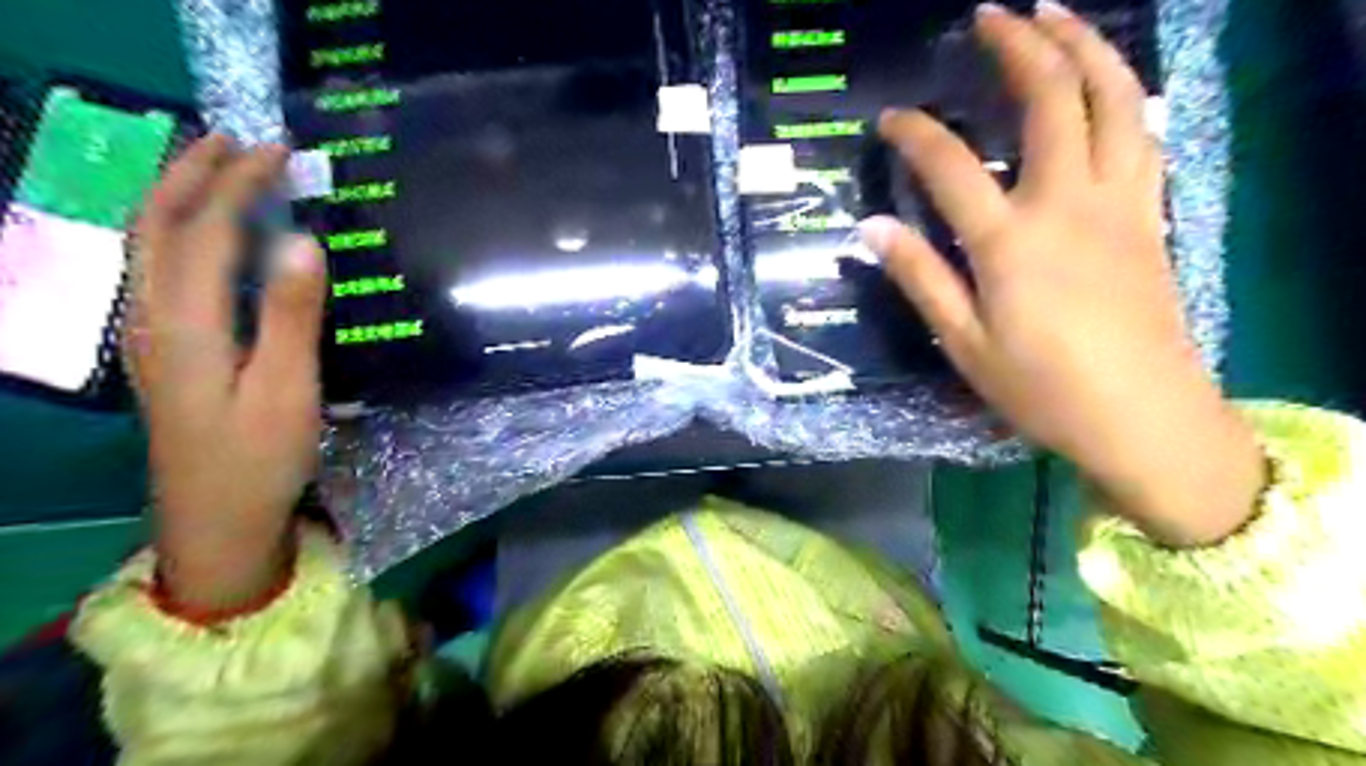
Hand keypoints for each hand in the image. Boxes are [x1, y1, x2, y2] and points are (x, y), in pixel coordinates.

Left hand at [129, 133, 330, 617]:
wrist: (214, 521)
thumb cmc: (260, 457)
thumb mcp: (287, 389)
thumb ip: (293, 314)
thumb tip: (302, 239)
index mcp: (188, 324)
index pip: (206, 230)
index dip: (238, 183)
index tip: (278, 150)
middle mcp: (154, 318)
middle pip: (157, 225)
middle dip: (192, 172)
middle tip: (237, 140)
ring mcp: (151, 336)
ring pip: (148, 245)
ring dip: (178, 196)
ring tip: (216, 169)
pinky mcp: (164, 352)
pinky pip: (159, 270)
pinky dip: (180, 232)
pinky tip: (207, 237)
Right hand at [858, 2, 1262, 546]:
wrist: (1143, 415)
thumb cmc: (1042, 388)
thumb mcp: (964, 344)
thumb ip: (920, 278)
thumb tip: (872, 228)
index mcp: (1011, 242)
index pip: (950, 166)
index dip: (915, 133)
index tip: (890, 119)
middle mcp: (1067, 204)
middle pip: (1051, 99)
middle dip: (1020, 46)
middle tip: (991, 17)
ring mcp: (1120, 202)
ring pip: (1115, 98)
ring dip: (1085, 47)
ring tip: (1056, 17)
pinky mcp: (1150, 215)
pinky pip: (1142, 134)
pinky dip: (1121, 94)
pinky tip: (1104, 88)